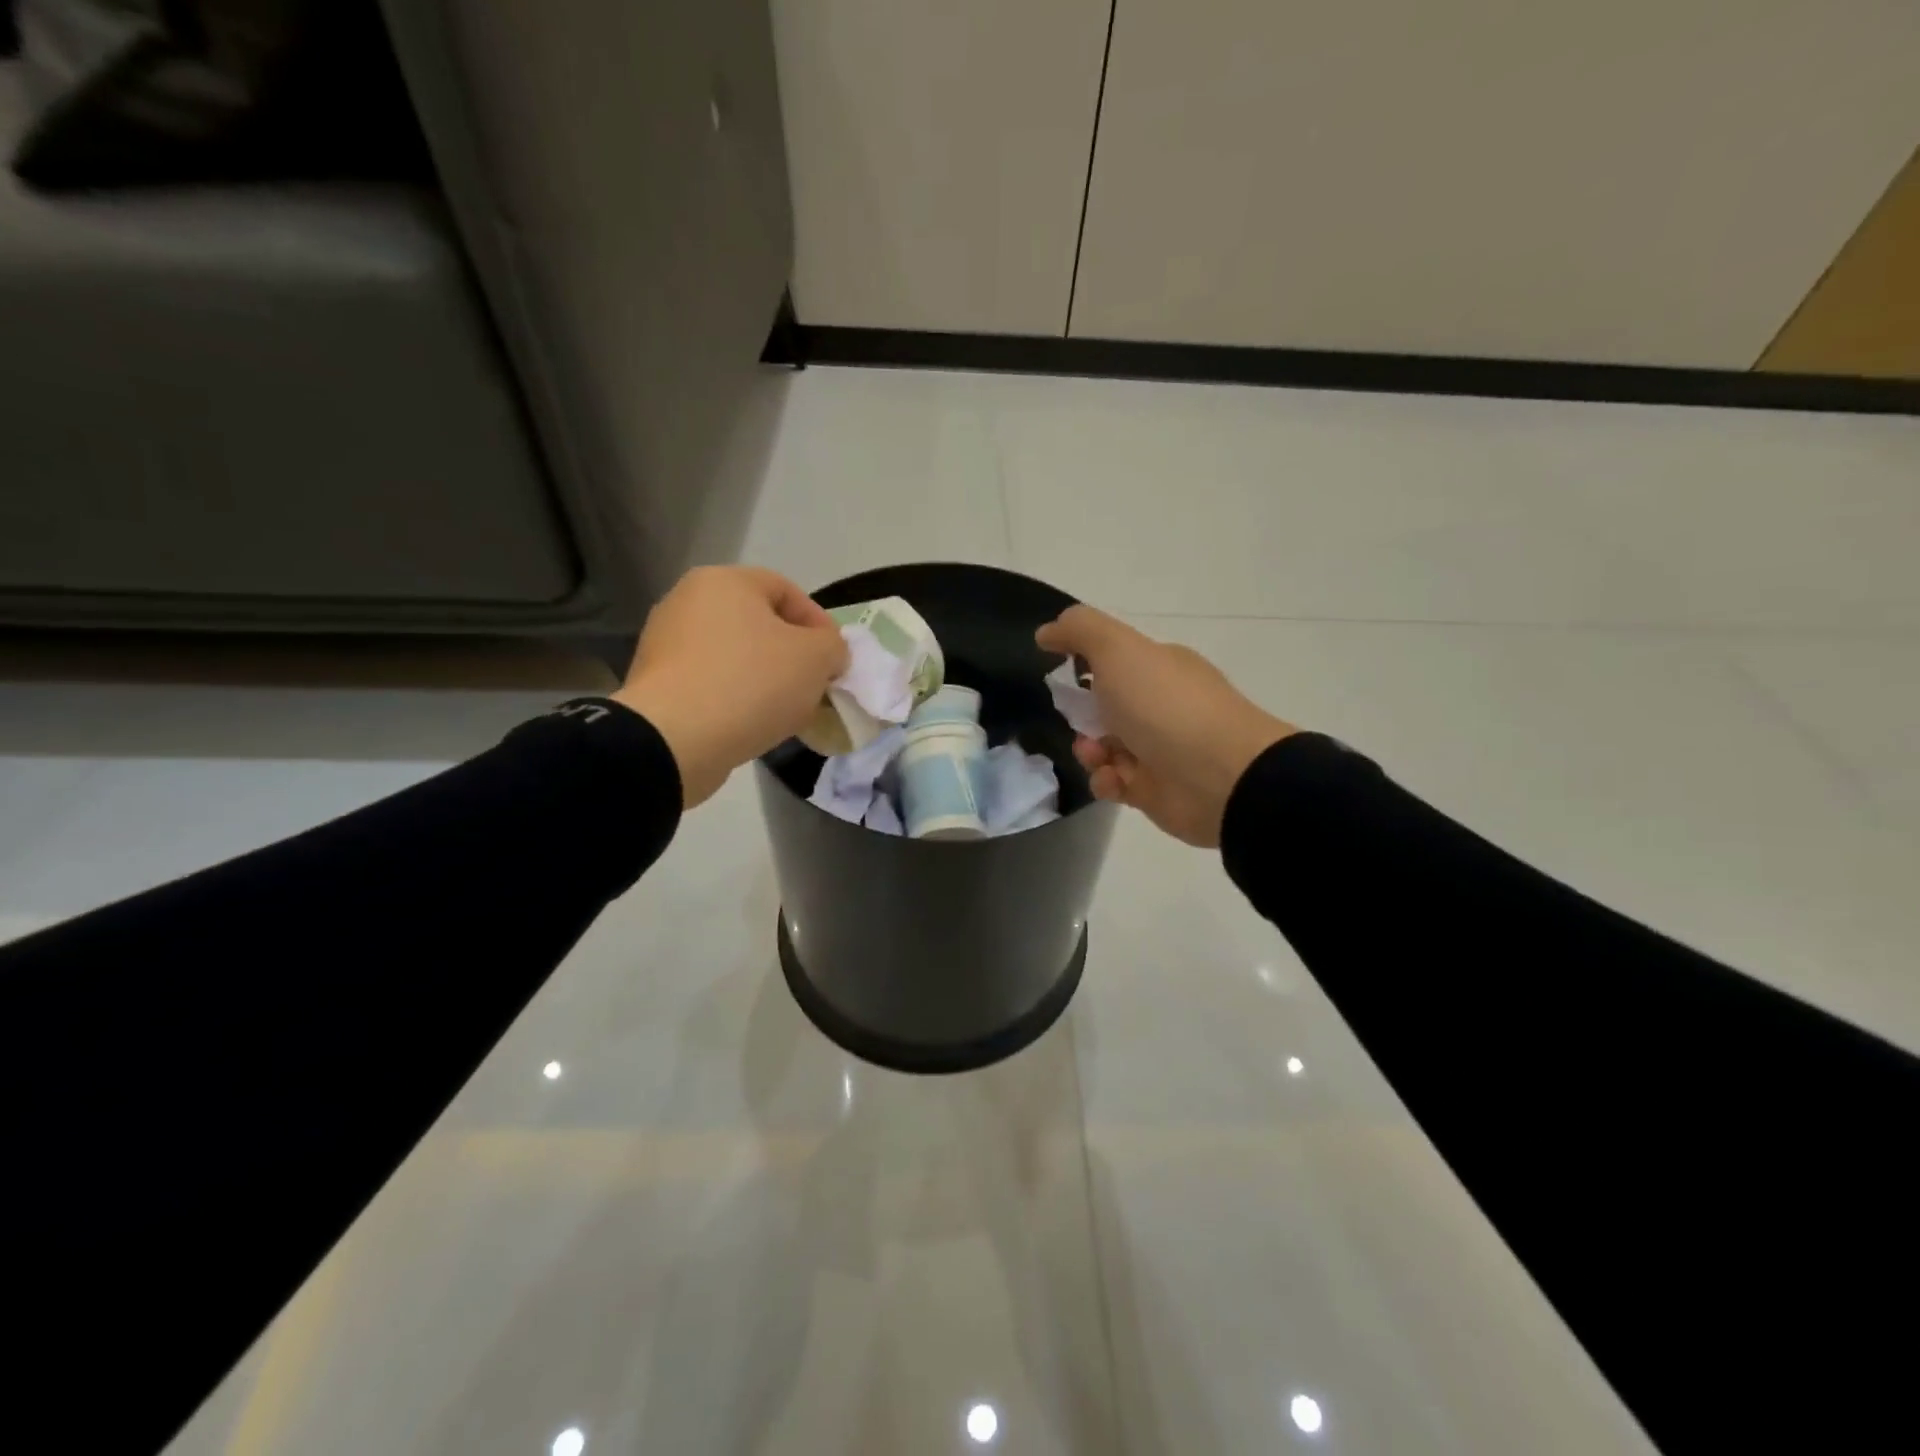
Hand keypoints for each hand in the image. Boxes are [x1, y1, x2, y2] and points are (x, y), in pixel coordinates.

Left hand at [614, 566, 848, 808]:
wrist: (674, 740)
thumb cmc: (751, 683)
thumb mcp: (816, 658)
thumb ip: (834, 647)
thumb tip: (827, 654)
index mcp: (724, 581)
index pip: (788, 591)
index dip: (820, 625)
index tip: (836, 662)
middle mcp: (687, 601)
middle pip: (759, 625)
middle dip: (793, 656)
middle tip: (814, 687)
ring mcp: (665, 643)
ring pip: (735, 656)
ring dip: (766, 680)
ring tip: (786, 712)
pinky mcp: (656, 684)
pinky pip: (711, 683)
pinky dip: (735, 698)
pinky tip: (752, 725)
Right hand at [1036, 606, 1294, 847]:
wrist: (1220, 776)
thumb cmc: (1165, 706)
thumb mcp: (1118, 650)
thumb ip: (1079, 630)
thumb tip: (1046, 632)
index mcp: (1159, 667)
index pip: (1113, 660)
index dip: (1083, 665)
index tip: (1059, 674)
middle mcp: (1161, 705)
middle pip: (1104, 706)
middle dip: (1081, 714)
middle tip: (1079, 721)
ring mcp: (1159, 748)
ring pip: (1104, 747)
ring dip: (1089, 750)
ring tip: (1097, 756)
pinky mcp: (1154, 789)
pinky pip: (1115, 783)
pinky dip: (1106, 781)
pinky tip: (1113, 780)